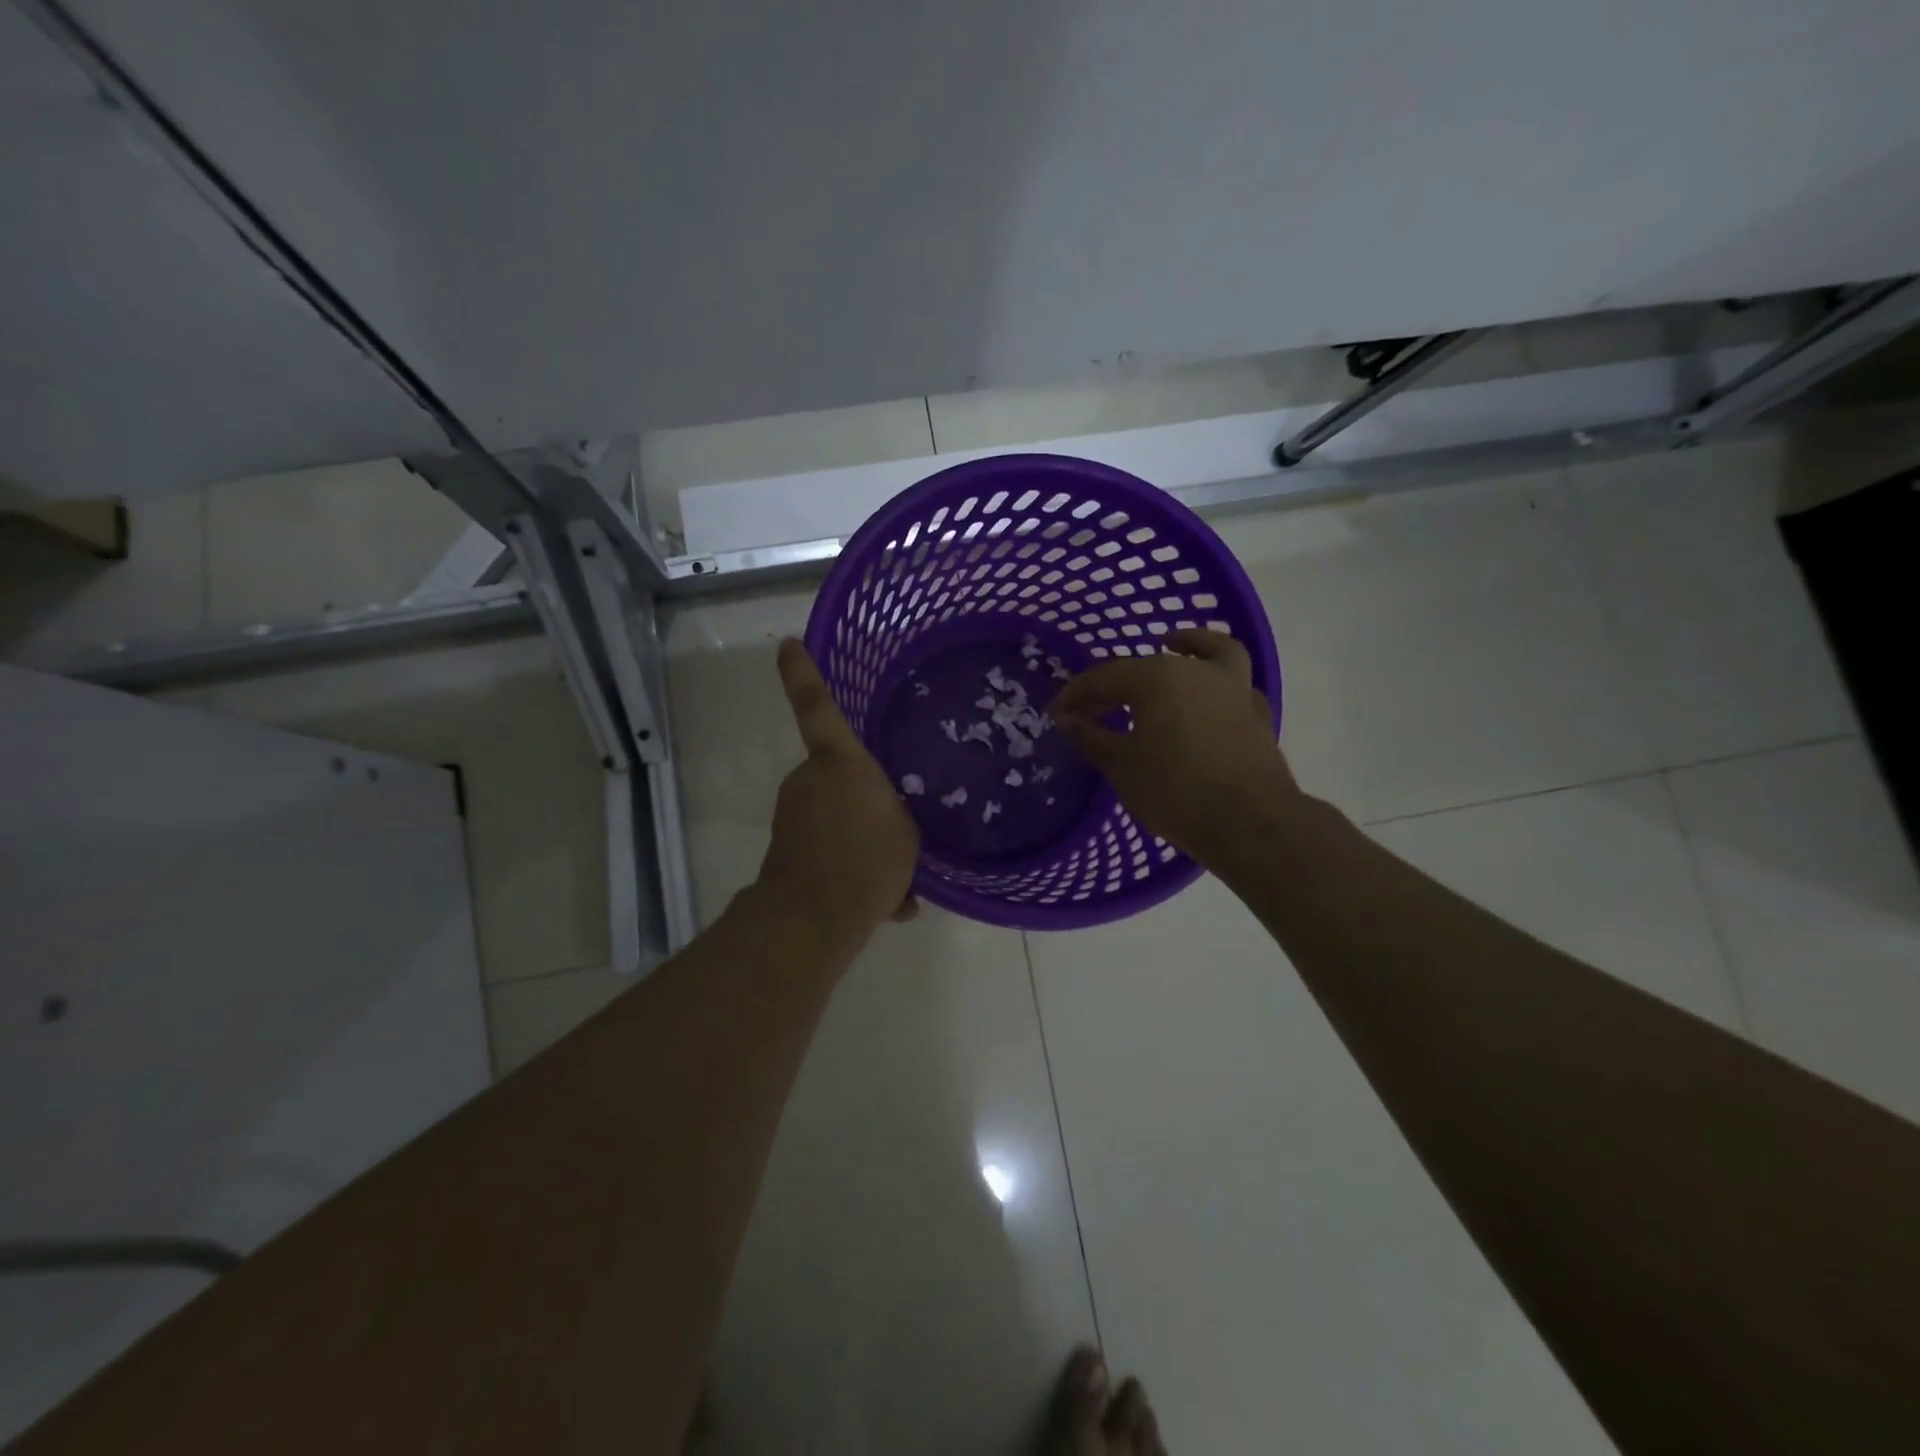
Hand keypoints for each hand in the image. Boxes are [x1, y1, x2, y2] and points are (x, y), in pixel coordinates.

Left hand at [751, 638, 919, 958]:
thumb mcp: (907, 833)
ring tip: (894, 876)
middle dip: (866, 797)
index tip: (788, 644)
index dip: (803, 673)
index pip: (817, 706)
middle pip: (841, 773)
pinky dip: (850, 865)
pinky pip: (828, 845)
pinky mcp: (786, 845)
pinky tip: (881, 900)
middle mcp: (810, 779)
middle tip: (895, 829)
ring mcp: (793, 812)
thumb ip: (900, 817)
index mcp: (841, 762)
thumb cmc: (868, 861)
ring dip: (862, 838)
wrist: (813, 919)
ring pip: (837, 815)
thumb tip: (895, 824)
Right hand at [1050, 629, 1297, 863]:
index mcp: (1157, 677)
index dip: (1076, 695)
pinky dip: (1216, 684)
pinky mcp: (1256, 715)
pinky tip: (1205, 700)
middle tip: (1092, 708)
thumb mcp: (1121, 766)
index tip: (1056, 715)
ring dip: (1189, 646)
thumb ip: (1091, 738)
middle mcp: (1197, 671)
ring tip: (1170, 648)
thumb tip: (1068, 720)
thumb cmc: (1176, 790)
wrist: (1250, 823)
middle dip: (1114, 684)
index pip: (1104, 677)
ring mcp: (1233, 690)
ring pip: (1210, 653)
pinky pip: (1233, 686)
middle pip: (1148, 666)